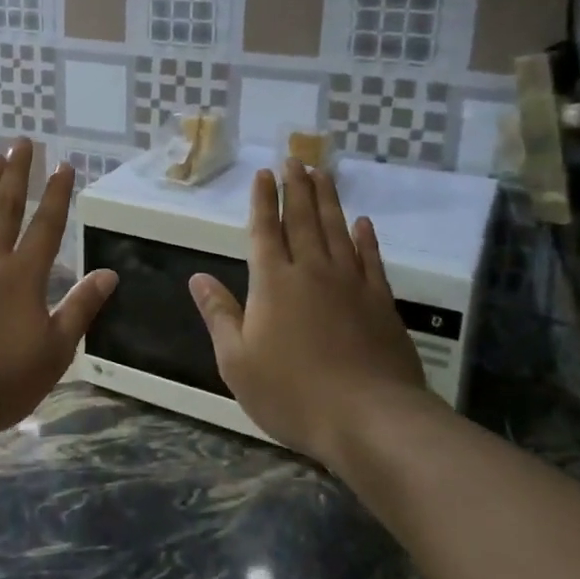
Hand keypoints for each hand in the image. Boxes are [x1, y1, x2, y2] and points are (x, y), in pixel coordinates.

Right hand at [190, 160, 426, 466]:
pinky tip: (362, 223)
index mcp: (273, 283)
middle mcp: (312, 272)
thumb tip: (198, 278)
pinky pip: (371, 259)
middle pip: (302, 220)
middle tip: (295, 159)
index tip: (263, 174)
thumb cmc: (292, 393)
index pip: (265, 231)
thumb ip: (219, 315)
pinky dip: (366, 238)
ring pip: (336, 230)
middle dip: (296, 188)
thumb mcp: (237, 361)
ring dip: (328, 200)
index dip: (262, 201)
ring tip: (322, 174)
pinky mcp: (381, 302)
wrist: (369, 419)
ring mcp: (350, 284)